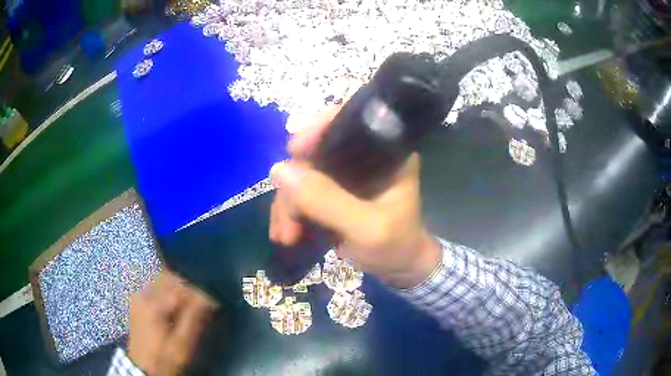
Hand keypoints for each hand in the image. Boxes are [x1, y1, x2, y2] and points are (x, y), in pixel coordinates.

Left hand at [128, 270, 215, 375]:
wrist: (143, 367)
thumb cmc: (164, 358)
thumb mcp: (182, 345)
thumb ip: (193, 319)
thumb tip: (208, 298)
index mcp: (153, 305)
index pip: (180, 287)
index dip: (198, 292)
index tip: (211, 302)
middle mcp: (142, 295)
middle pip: (167, 276)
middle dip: (187, 285)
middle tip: (199, 301)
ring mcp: (138, 297)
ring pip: (160, 280)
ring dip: (177, 287)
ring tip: (188, 305)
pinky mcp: (137, 301)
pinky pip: (154, 287)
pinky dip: (168, 292)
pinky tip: (174, 307)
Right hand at [269, 106, 441, 288]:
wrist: (399, 268)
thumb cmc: (395, 247)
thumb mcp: (367, 229)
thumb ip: (327, 201)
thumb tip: (278, 170)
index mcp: (388, 153)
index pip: (350, 120)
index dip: (319, 127)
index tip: (294, 150)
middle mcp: (365, 155)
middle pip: (317, 150)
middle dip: (295, 184)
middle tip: (287, 222)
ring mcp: (346, 173)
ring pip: (304, 172)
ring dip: (288, 203)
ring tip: (285, 236)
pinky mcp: (333, 189)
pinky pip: (302, 190)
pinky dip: (290, 210)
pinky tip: (285, 233)